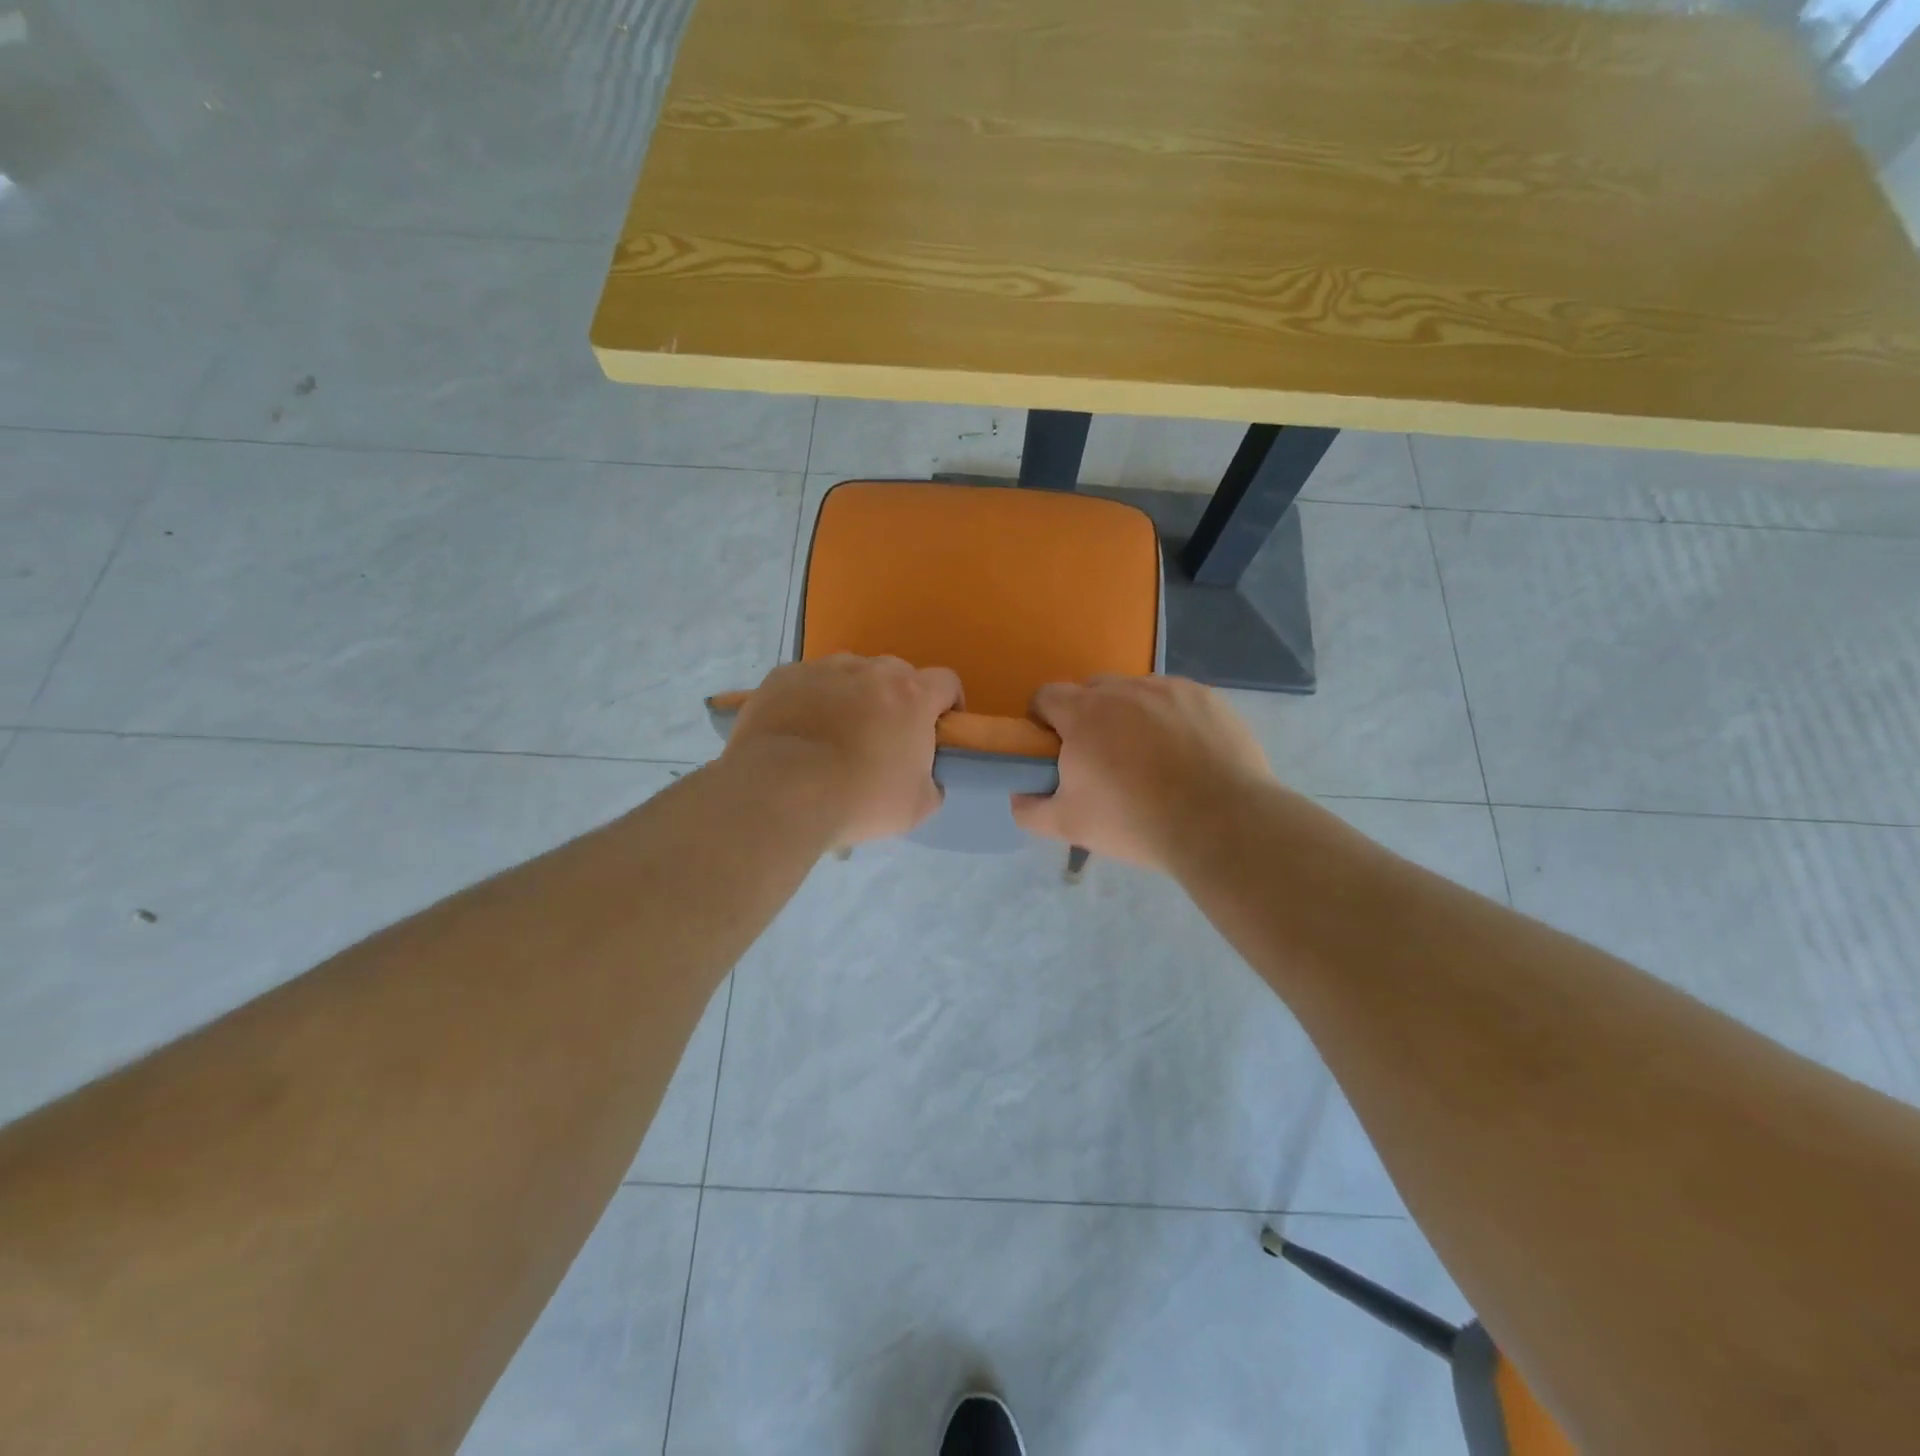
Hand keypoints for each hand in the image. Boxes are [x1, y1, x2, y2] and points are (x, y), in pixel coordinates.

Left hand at [723, 654, 962, 845]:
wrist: (781, 792)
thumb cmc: (860, 798)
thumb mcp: (916, 807)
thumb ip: (930, 783)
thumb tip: (925, 779)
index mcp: (911, 695)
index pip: (946, 682)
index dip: (947, 704)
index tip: (938, 729)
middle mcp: (870, 670)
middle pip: (895, 674)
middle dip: (896, 700)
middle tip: (883, 738)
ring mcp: (823, 669)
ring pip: (848, 674)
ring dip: (851, 696)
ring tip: (834, 734)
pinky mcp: (783, 678)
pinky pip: (806, 683)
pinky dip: (809, 701)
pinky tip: (798, 733)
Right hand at [1012, 675, 1272, 870]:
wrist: (1222, 824)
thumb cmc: (1134, 821)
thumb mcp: (1069, 825)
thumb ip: (1030, 809)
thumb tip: (1018, 795)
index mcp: (1085, 713)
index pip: (1046, 696)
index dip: (1042, 720)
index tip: (1053, 749)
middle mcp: (1126, 690)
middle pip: (1093, 691)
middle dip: (1088, 717)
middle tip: (1102, 759)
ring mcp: (1172, 690)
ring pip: (1137, 694)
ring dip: (1132, 716)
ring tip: (1150, 759)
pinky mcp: (1209, 699)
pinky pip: (1177, 700)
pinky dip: (1172, 720)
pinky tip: (1186, 755)